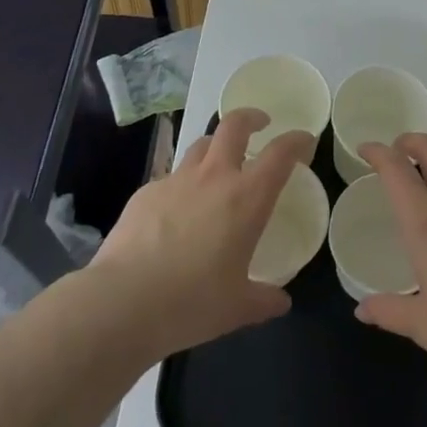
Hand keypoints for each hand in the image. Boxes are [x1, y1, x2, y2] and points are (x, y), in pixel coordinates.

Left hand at [88, 109, 313, 362]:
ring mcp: (176, 181)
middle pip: (235, 125)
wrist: (122, 303)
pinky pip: (171, 178)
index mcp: (246, 198)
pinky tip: (176, 210)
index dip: (296, 141)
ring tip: (218, 164)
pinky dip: (182, 184)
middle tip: (260, 124)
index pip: (280, 153)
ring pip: (201, 145)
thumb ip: (263, 300)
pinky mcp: (145, 193)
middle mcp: (214, 177)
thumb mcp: (237, 308)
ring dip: (215, 146)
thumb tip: (280, 302)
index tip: (304, 140)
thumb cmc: (191, 303)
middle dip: (251, 118)